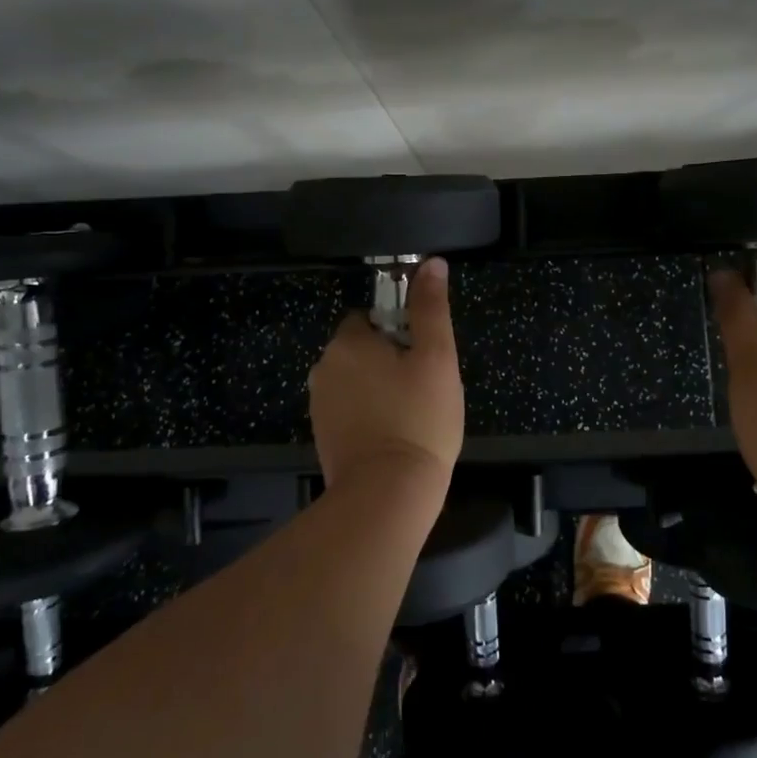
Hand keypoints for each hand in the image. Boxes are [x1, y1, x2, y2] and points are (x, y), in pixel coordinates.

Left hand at [308, 257, 464, 494]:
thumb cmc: (419, 418)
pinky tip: (393, 435)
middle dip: (389, 361)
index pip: (371, 318)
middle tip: (423, 388)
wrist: (388, 494)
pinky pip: (349, 409)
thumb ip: (431, 308)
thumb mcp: (436, 357)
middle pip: (362, 349)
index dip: (401, 333)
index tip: (422, 359)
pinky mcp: (322, 435)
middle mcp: (324, 368)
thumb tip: (431, 263)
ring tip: (410, 415)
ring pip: (356, 381)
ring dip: (378, 388)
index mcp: (347, 342)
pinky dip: (368, 414)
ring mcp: (319, 405)